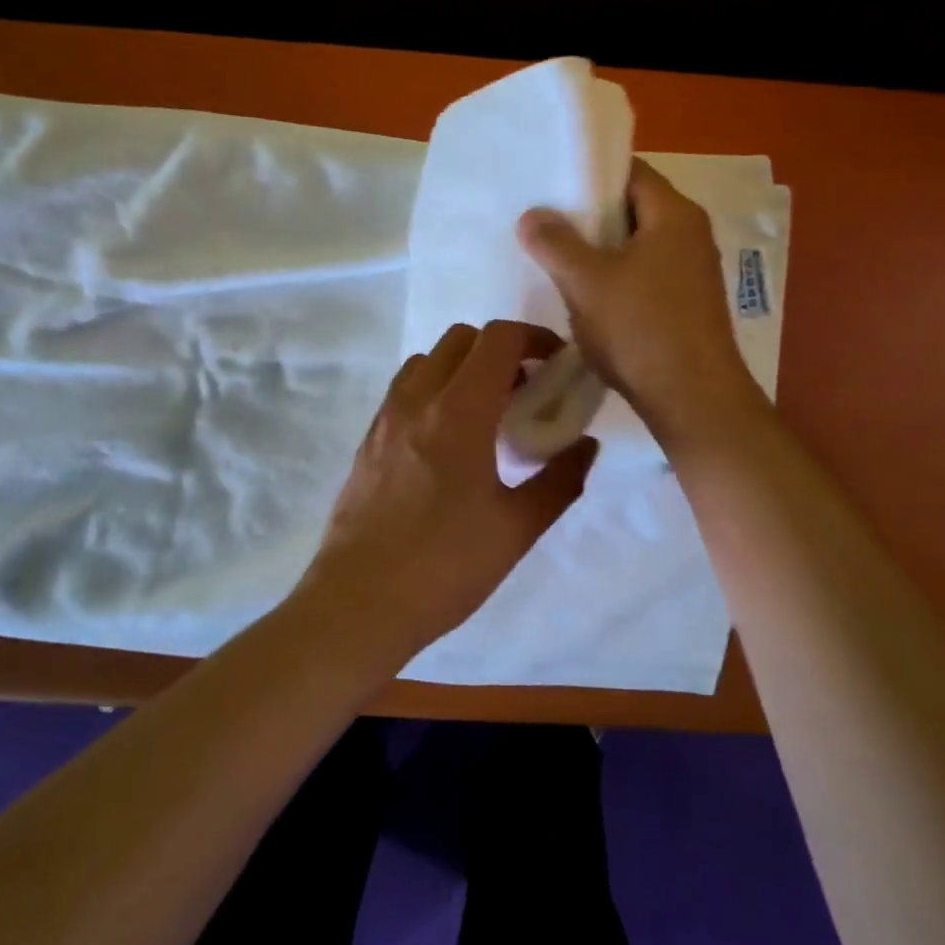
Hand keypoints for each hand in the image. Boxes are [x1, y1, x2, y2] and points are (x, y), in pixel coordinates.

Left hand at [293, 321, 599, 669]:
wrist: (358, 605)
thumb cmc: (444, 567)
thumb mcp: (516, 529)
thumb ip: (560, 480)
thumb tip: (586, 445)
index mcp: (459, 412)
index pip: (498, 339)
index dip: (534, 338)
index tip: (555, 365)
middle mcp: (417, 400)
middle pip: (461, 339)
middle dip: (500, 350)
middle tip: (524, 391)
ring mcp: (385, 418)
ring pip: (427, 361)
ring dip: (462, 368)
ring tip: (485, 413)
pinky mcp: (367, 440)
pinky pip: (404, 390)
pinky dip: (433, 390)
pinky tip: (447, 441)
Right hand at [518, 159, 762, 447]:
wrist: (694, 400)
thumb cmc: (641, 329)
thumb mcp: (586, 282)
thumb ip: (555, 243)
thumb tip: (531, 215)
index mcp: (674, 214)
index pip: (630, 171)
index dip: (590, 174)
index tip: (552, 187)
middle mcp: (691, 234)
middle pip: (634, 208)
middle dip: (590, 216)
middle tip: (547, 223)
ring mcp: (693, 271)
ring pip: (638, 245)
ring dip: (602, 251)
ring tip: (559, 259)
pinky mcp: (689, 303)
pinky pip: (647, 275)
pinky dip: (618, 277)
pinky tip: (589, 297)